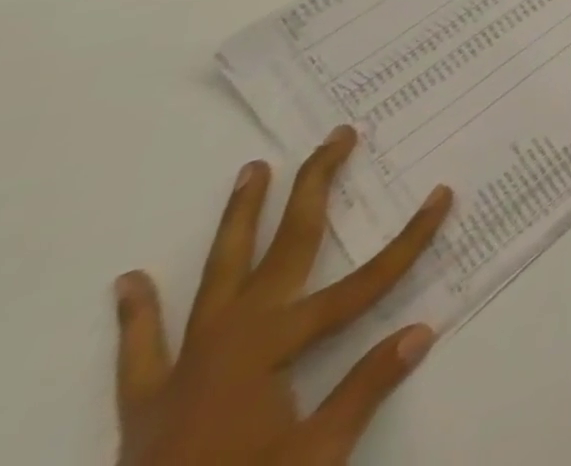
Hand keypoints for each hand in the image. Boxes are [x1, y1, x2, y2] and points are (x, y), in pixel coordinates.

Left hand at [114, 126, 453, 465]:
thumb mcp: (316, 458)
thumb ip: (365, 390)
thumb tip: (422, 330)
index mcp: (272, 350)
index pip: (361, 284)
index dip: (408, 241)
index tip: (442, 196)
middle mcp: (229, 341)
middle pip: (284, 249)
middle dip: (316, 188)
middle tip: (338, 137)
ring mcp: (183, 368)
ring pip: (217, 276)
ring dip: (238, 220)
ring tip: (251, 171)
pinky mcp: (148, 404)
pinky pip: (141, 351)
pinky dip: (136, 315)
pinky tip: (128, 282)